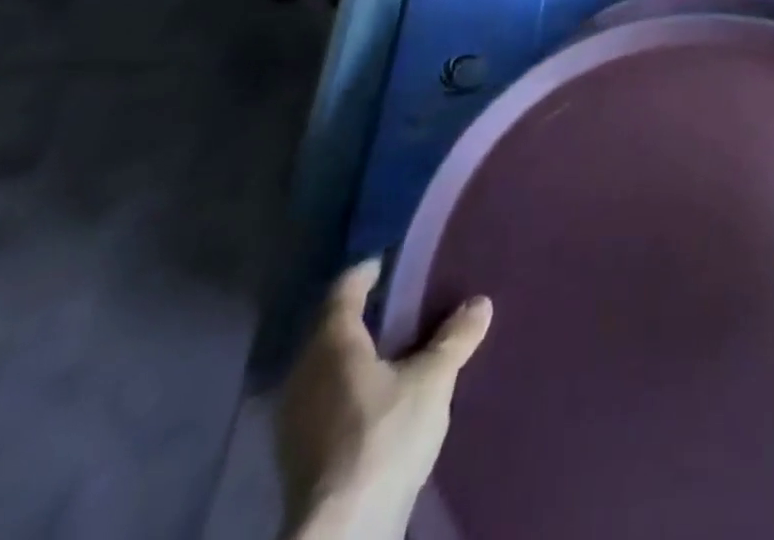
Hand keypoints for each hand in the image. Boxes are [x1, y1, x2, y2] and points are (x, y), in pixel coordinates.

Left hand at [276, 260, 492, 539]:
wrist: (343, 531)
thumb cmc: (384, 435)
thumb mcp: (433, 379)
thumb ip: (455, 338)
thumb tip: (480, 303)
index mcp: (331, 343)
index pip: (345, 289)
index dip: (368, 271)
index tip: (389, 261)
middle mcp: (303, 372)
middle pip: (331, 328)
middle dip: (364, 315)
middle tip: (401, 303)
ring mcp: (293, 418)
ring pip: (325, 367)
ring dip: (355, 355)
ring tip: (394, 350)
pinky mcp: (296, 455)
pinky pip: (323, 399)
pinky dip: (348, 388)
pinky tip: (376, 397)